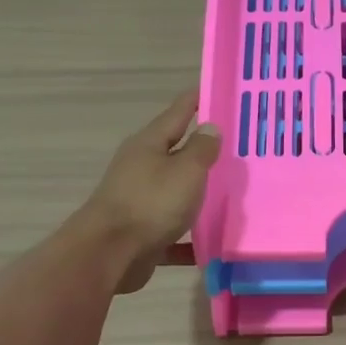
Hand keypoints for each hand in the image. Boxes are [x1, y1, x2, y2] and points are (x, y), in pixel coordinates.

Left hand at [79, 92, 221, 293]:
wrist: (109, 254)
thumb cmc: (151, 203)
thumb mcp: (186, 170)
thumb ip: (201, 149)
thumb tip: (210, 128)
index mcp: (149, 145)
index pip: (177, 113)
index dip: (197, 100)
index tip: (217, 89)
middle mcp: (141, 168)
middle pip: (176, 154)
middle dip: (202, 150)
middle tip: (236, 146)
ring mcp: (139, 201)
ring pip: (176, 193)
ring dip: (198, 194)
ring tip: (231, 194)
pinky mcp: (142, 233)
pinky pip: (174, 232)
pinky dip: (191, 237)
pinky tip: (213, 243)